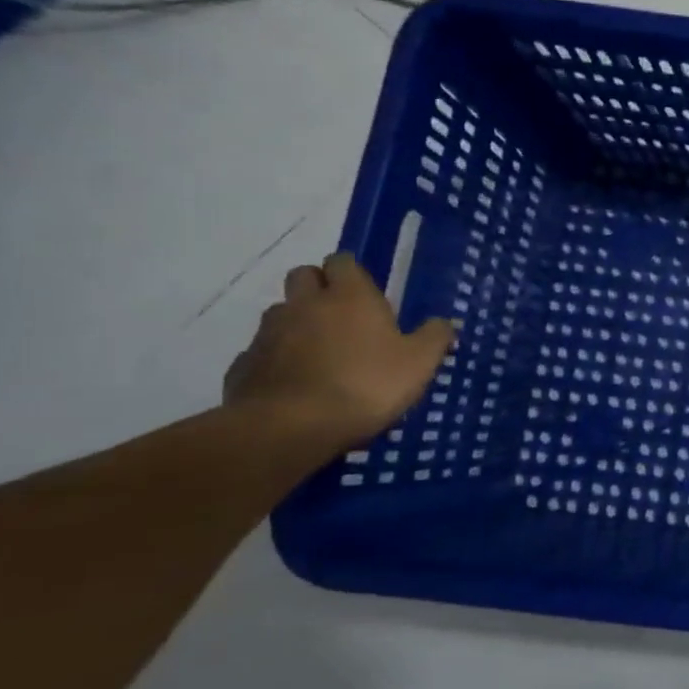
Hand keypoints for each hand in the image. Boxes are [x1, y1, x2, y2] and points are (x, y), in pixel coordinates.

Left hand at [223, 252, 453, 450]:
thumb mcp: (420, 362)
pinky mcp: (244, 364)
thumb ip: (435, 337)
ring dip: (298, 321)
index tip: (366, 291)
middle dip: (319, 286)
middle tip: (342, 314)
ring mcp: (268, 333)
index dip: (352, 272)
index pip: (342, 261)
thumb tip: (443, 322)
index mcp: (349, 296)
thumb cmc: (367, 384)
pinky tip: (296, 381)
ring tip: (320, 350)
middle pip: (303, 276)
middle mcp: (305, 304)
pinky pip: (263, 350)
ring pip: (281, 312)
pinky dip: (278, 357)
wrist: (291, 427)